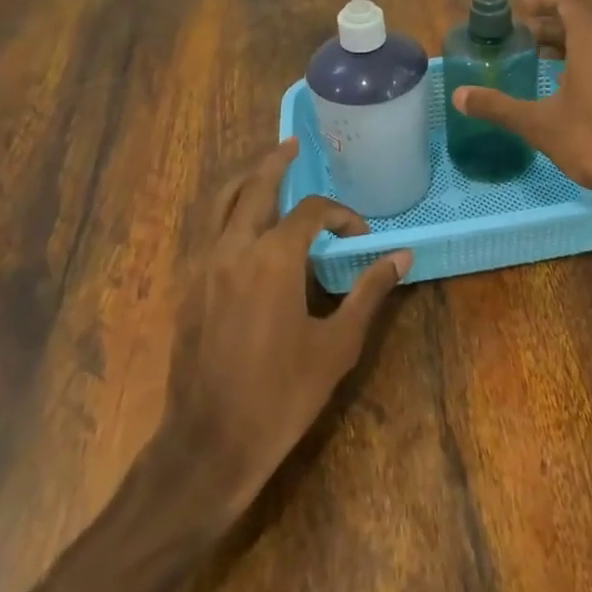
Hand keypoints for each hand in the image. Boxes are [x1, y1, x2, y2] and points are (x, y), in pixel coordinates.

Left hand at [153, 139, 409, 516]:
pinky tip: (246, 226)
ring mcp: (204, 268)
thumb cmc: (280, 396)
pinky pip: (209, 232)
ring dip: (245, 181)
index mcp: (273, 258)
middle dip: (275, 162)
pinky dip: (228, 212)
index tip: (361, 237)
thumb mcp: (337, 345)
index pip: (311, 211)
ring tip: (264, 170)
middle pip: (253, 187)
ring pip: (220, 204)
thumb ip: (368, 293)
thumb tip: (401, 256)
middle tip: (293, 145)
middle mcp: (234, 249)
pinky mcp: (189, 289)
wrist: (208, 445)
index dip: (341, 215)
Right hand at [450, 0, 591, 205]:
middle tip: (525, 37)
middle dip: (553, 25)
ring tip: (543, 59)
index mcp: (591, 39)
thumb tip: (458, 96)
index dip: (545, 2)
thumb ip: (498, 106)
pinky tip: (572, 86)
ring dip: (572, 43)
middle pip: (583, 20)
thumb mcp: (538, 123)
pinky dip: (589, 60)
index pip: (568, 3)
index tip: (523, 8)